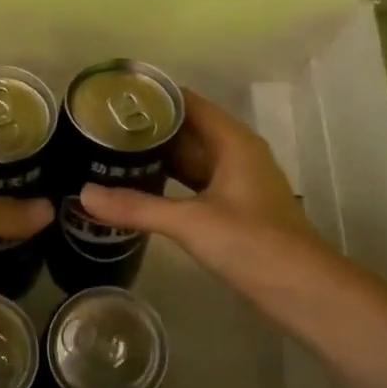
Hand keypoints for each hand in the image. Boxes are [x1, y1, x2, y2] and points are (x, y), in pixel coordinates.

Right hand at [80, 90, 317, 289]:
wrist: (302, 290)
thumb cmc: (253, 244)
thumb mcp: (191, 222)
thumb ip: (137, 207)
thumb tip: (84, 194)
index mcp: (233, 142)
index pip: (188, 103)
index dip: (153, 97)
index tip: (112, 98)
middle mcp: (235, 155)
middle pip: (186, 130)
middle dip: (147, 129)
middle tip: (98, 128)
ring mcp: (235, 183)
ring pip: (189, 160)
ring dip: (155, 157)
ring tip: (109, 154)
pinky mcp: (231, 210)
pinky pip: (192, 185)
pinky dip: (166, 183)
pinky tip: (137, 189)